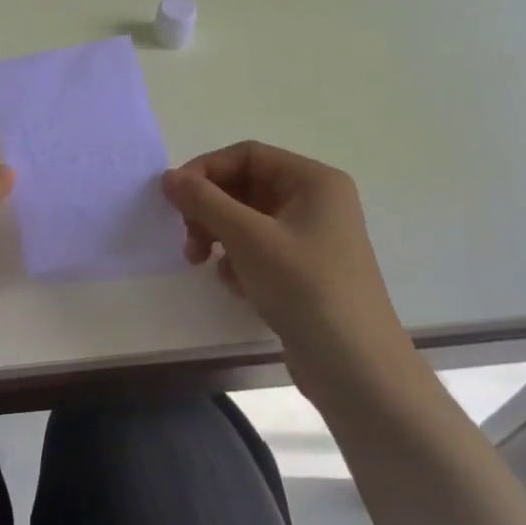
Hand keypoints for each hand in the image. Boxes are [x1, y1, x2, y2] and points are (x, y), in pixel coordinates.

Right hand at [162, 142, 412, 388]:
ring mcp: (312, 238)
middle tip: (187, 236)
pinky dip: (238, 260)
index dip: (206, 169)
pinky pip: (259, 249)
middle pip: (246, 186)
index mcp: (314, 181)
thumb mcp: (248, 238)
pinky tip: (233, 284)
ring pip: (248, 220)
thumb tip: (169, 177)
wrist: (356, 369)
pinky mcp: (305, 271)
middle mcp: (316, 202)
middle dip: (210, 208)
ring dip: (218, 235)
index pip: (248, 155)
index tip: (173, 196)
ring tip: (200, 261)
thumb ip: (205, 201)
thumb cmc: (305, 288)